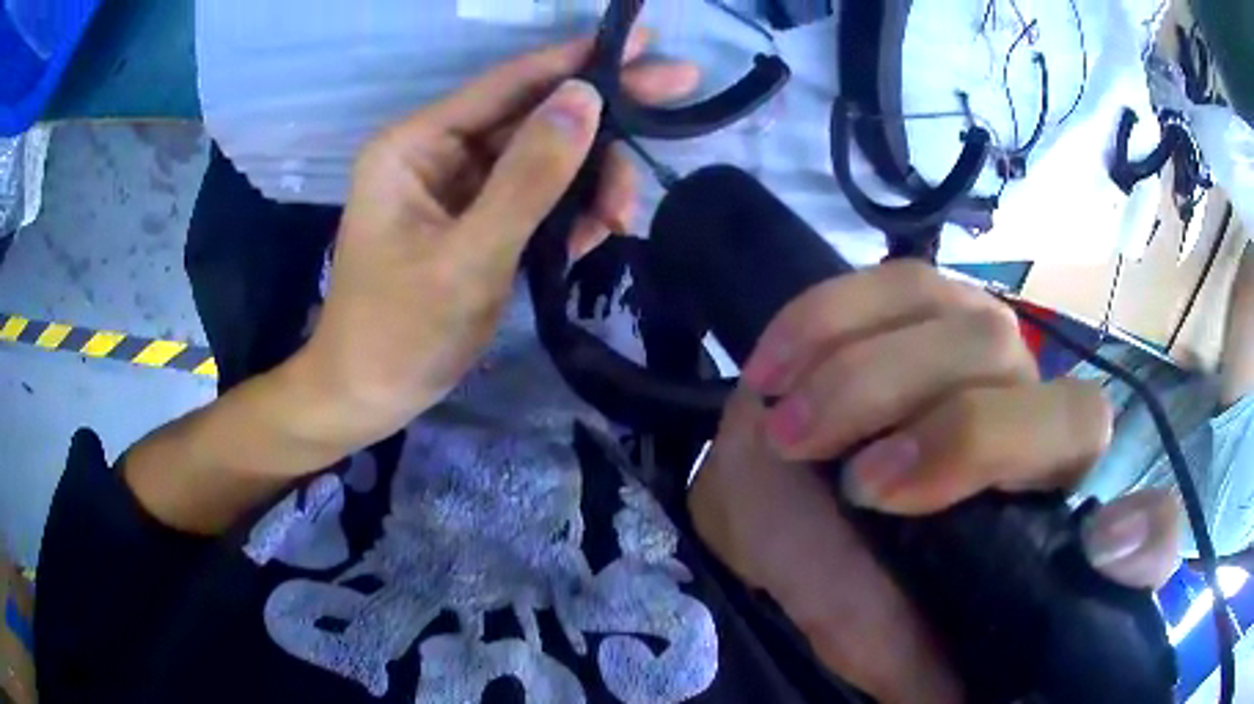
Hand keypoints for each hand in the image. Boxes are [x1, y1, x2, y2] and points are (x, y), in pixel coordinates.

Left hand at [290, 33, 698, 446]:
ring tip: (621, 216)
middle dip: (602, 117)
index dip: (578, 59)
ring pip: (544, 160)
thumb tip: (585, 99)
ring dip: (591, 181)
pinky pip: (536, 199)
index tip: (646, 41)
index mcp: (415, 145)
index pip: (507, 83)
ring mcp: (459, 188)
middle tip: (679, 88)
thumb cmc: (400, 333)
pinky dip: (571, 214)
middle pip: (533, 116)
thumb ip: (528, 176)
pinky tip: (595, 234)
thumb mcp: (468, 257)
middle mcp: (437, 153)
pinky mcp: (478, 221)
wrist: (370, 396)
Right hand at [690, 263, 1180, 703]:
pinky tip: (776, 371)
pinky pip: (893, 285)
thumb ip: (914, 665)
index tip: (1099, 551)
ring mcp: (989, 345)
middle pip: (1068, 410)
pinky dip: (825, 325)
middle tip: (863, 486)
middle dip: (968, 442)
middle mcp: (1041, 426)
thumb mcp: (861, 632)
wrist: (761, 483)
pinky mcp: (924, 294)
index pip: (1142, 529)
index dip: (1145, 541)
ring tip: (792, 432)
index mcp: (1041, 521)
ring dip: (870, 386)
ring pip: (976, 335)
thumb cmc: (821, 564)